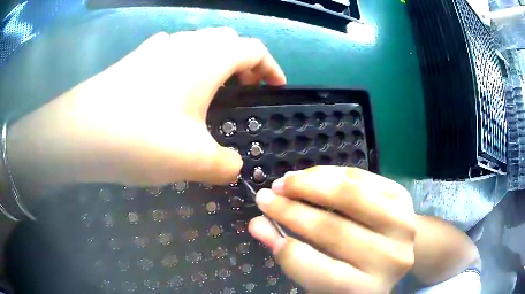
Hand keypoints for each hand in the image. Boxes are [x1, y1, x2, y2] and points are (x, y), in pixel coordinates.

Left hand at [8, 27, 285, 186]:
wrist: (79, 133)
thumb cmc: (141, 138)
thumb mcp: (194, 160)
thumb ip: (226, 165)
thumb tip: (233, 168)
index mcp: (209, 57)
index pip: (254, 49)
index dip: (271, 66)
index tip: (275, 87)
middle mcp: (185, 43)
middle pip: (227, 41)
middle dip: (243, 62)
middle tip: (245, 89)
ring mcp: (157, 48)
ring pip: (198, 44)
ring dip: (213, 62)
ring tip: (211, 91)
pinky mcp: (135, 60)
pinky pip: (171, 53)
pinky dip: (183, 66)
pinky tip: (174, 90)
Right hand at [249, 166, 415, 292]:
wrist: (395, 251)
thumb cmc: (355, 270)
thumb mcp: (325, 275)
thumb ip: (292, 255)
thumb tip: (258, 226)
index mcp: (367, 288)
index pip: (323, 272)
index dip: (289, 251)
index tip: (261, 226)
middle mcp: (390, 259)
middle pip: (335, 231)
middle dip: (291, 211)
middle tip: (264, 197)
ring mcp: (402, 225)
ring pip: (351, 196)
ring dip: (311, 184)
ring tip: (284, 182)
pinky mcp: (403, 197)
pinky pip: (361, 177)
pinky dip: (330, 173)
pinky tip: (309, 176)